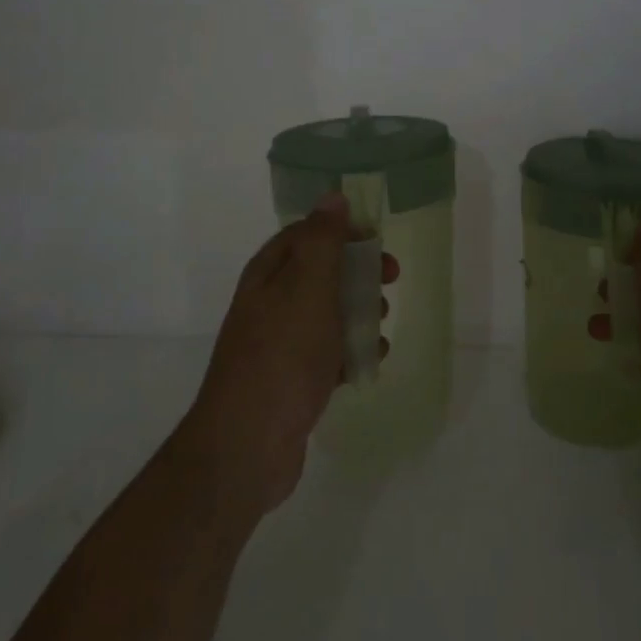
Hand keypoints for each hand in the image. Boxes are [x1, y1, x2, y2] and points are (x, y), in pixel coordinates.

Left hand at [177, 194, 354, 517]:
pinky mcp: (290, 380)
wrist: (248, 444)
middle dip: (358, 274)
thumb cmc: (283, 356)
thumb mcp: (308, 289)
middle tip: (391, 280)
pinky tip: (370, 363)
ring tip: (382, 324)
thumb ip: (323, 242)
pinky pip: (327, 353)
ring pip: (327, 314)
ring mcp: (278, 344)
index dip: (343, 232)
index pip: (307, 234)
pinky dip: (350, 352)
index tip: (378, 242)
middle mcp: (269, 303)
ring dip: (359, 313)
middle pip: (321, 273)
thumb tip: (332, 196)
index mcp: (268, 275)